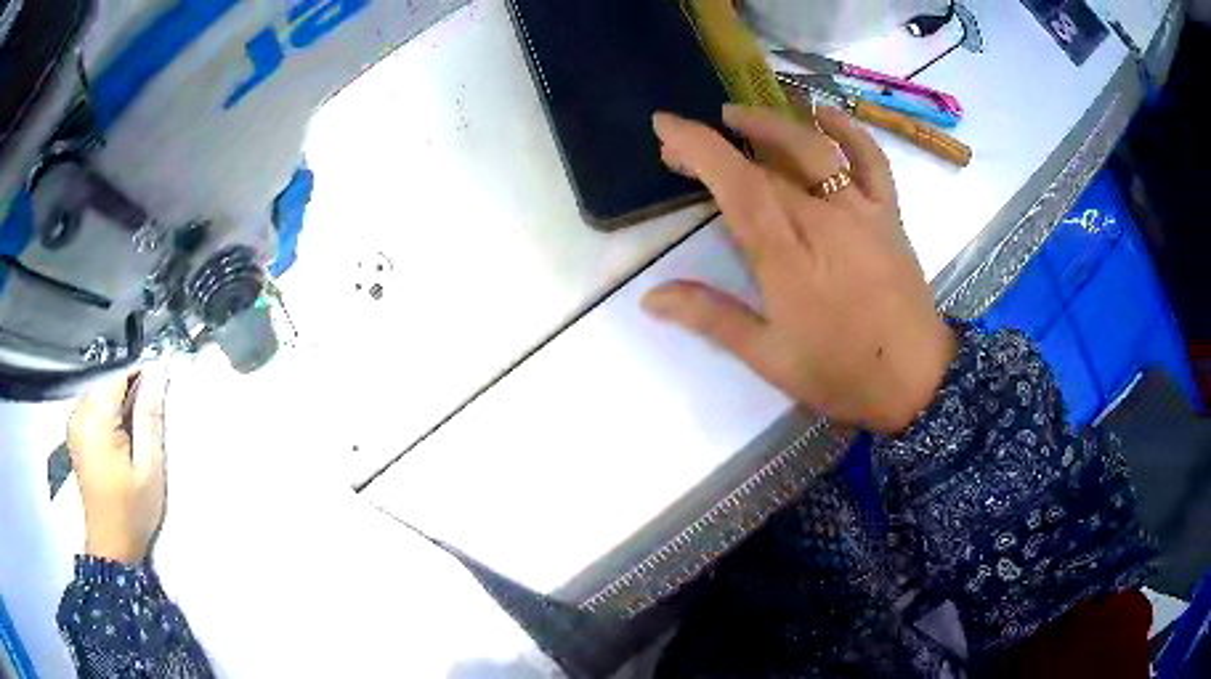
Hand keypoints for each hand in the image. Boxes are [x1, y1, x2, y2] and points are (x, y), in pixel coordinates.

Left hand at [67, 370, 169, 564]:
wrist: (111, 544)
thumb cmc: (132, 511)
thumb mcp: (149, 468)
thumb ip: (149, 417)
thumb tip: (157, 373)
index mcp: (95, 419)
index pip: (119, 375)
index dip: (142, 377)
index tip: (161, 389)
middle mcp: (79, 413)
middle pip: (108, 382)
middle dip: (129, 392)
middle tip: (149, 419)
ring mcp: (73, 422)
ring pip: (101, 392)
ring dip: (119, 403)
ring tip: (134, 432)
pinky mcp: (74, 431)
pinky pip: (93, 406)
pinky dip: (107, 413)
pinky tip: (119, 437)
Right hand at [643, 105, 954, 434]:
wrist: (916, 381)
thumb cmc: (840, 374)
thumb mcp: (768, 356)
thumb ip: (711, 317)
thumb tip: (650, 297)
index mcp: (788, 256)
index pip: (737, 183)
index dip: (697, 146)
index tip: (664, 125)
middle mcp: (824, 219)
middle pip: (764, 164)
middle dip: (717, 145)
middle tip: (685, 150)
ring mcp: (862, 211)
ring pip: (814, 147)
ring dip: (771, 122)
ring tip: (737, 115)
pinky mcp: (889, 214)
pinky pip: (871, 159)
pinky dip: (848, 130)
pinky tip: (823, 115)